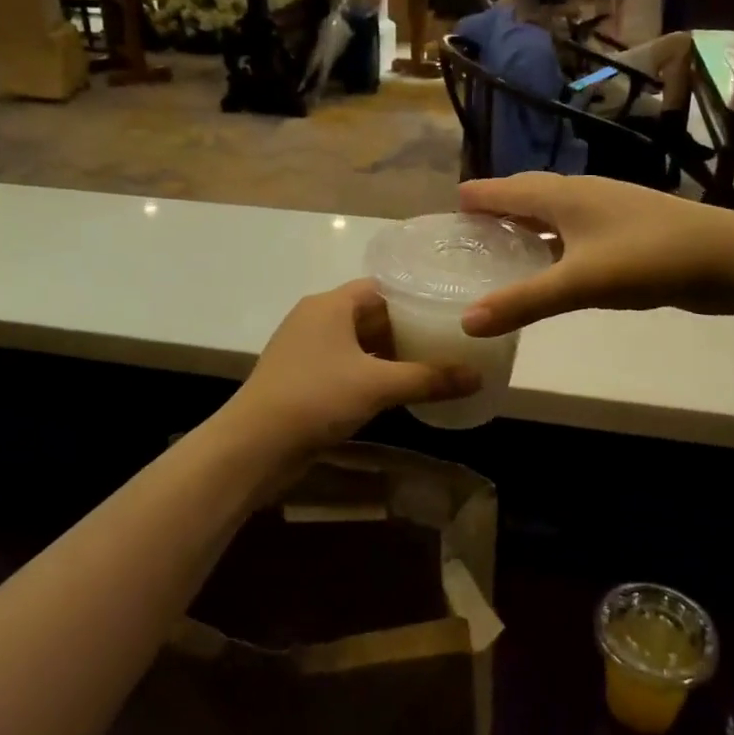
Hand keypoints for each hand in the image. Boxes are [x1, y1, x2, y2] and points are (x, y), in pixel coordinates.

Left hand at [226, 280, 478, 454]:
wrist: (254, 446)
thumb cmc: (315, 398)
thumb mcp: (378, 385)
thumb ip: (429, 378)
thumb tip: (479, 376)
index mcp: (329, 305)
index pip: (380, 288)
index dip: (414, 297)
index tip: (448, 311)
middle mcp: (315, 320)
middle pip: (370, 315)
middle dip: (407, 328)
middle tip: (449, 340)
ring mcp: (306, 351)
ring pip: (358, 345)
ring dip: (391, 355)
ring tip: (433, 365)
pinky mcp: (302, 380)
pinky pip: (346, 368)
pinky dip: (372, 374)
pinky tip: (399, 391)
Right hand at [457, 175, 733, 336]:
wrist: (730, 258)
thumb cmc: (648, 259)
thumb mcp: (580, 283)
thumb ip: (523, 302)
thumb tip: (466, 322)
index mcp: (564, 195)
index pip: (506, 189)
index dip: (478, 197)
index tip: (450, 207)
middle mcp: (582, 194)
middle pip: (529, 195)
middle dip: (498, 208)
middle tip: (468, 231)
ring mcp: (608, 210)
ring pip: (554, 213)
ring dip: (526, 226)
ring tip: (501, 248)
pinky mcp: (627, 230)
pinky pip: (575, 231)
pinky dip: (553, 243)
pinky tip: (552, 265)